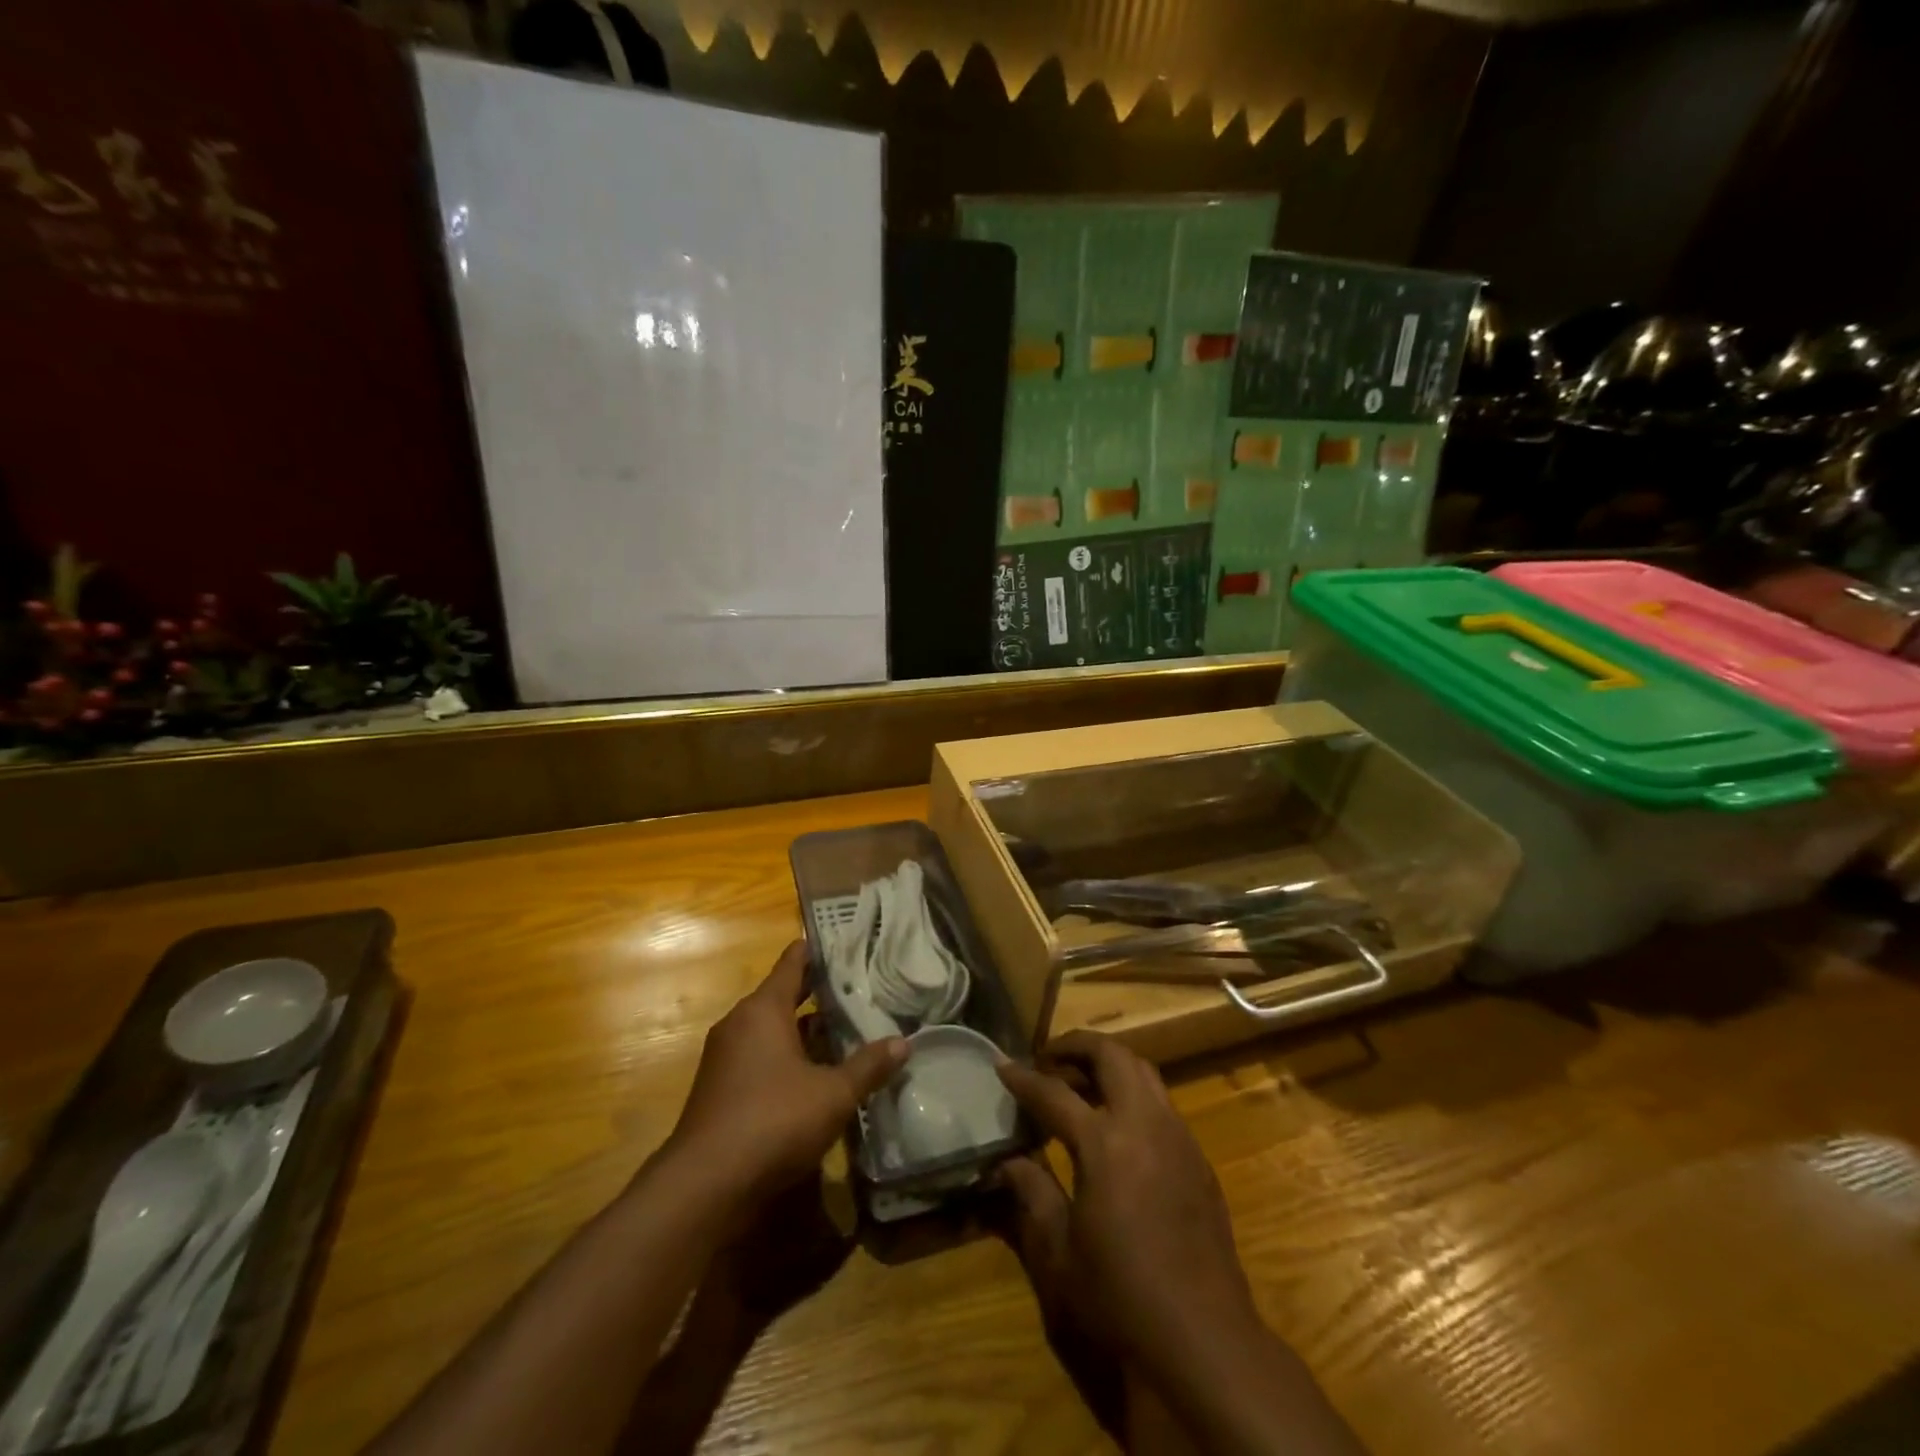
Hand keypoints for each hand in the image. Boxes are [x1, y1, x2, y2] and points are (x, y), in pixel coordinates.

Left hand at [667, 941, 906, 1205]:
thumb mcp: (833, 1094)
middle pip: (783, 996)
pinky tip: (815, 1073)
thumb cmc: (773, 1121)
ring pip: (772, 1030)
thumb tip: (903, 1043)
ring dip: (804, 1030)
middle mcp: (740, 1024)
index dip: (816, 951)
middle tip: (857, 986)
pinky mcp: (721, 1088)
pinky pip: (760, 1056)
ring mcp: (726, 1057)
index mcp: (763, 1010)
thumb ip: (868, 1066)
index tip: (841, 941)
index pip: (792, 964)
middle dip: (817, 993)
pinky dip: (787, 1056)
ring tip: (845, 1028)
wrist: (705, 1185)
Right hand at [996, 1032, 1259, 1378]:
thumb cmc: (1121, 1298)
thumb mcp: (1059, 1252)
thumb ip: (1032, 1194)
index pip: (1053, 1093)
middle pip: (1110, 1055)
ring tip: (1080, 1083)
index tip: (1002, 1065)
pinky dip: (1133, 1093)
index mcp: (1103, 1143)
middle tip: (1048, 1059)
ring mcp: (1177, 1137)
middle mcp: (1144, 1124)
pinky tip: (1118, 1126)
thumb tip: (1008, 1161)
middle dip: (1075, 1046)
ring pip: (1142, 1070)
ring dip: (1108, 1064)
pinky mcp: (1198, 1158)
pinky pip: (1162, 1103)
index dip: (1023, 1078)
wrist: (1204, 1340)